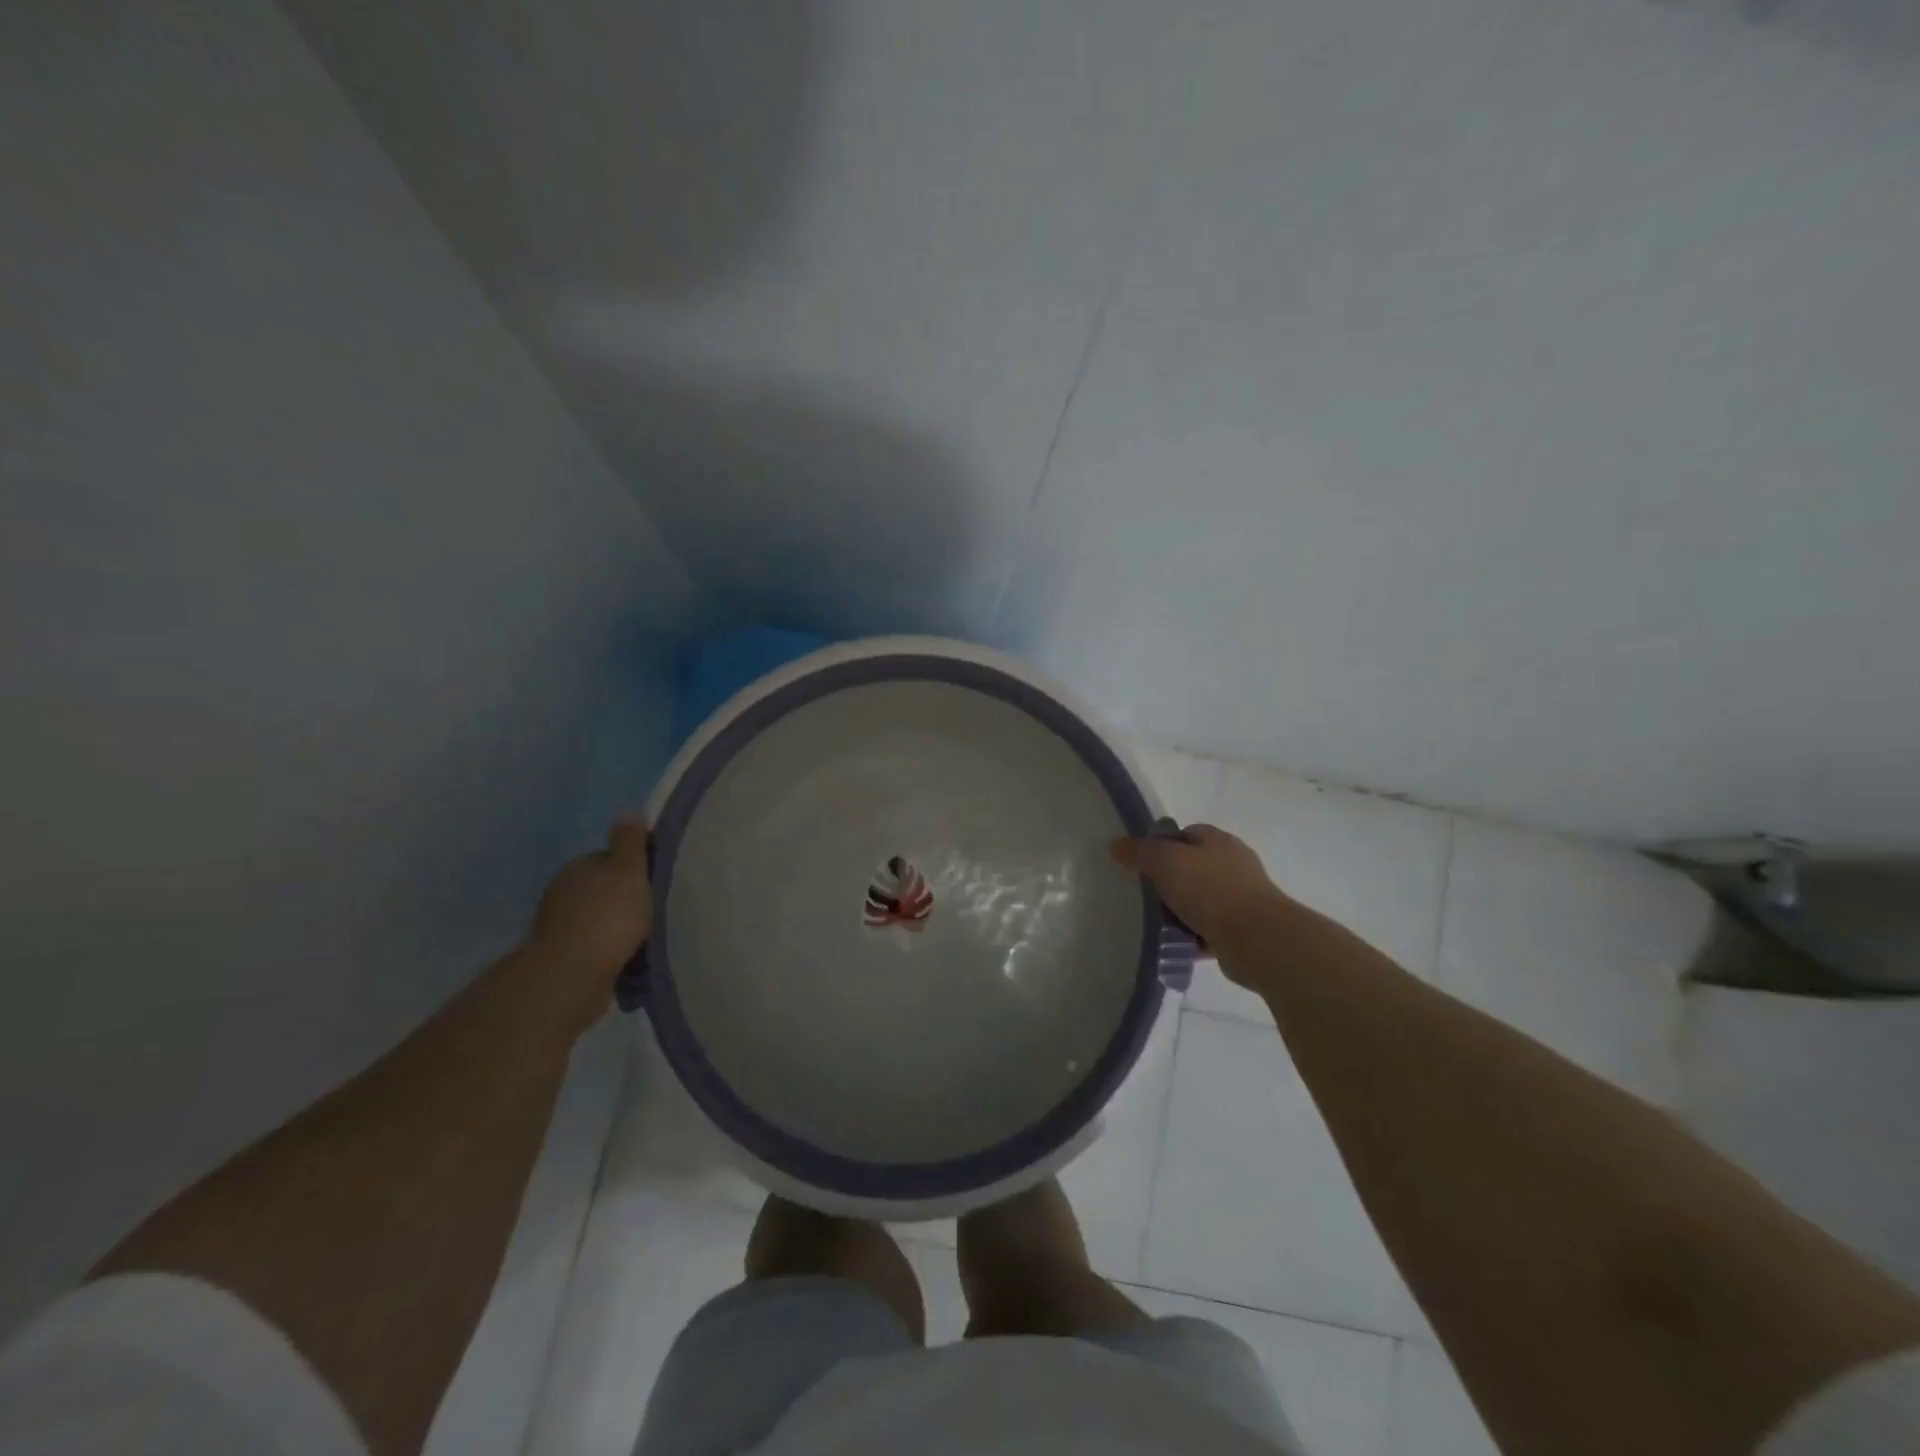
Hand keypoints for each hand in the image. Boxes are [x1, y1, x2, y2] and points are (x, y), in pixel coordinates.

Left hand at [528, 818, 652, 1022]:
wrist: (571, 975)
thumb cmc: (608, 916)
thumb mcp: (629, 871)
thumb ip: (630, 842)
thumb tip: (629, 812)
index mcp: (579, 867)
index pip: (609, 860)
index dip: (633, 870)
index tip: (653, 883)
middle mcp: (562, 892)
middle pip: (602, 890)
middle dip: (623, 900)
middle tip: (652, 912)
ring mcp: (557, 926)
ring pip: (596, 920)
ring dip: (615, 928)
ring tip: (644, 940)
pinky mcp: (560, 957)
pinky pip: (592, 947)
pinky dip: (607, 951)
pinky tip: (625, 960)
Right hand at [1111, 824, 1290, 978]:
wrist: (1256, 938)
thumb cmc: (1210, 889)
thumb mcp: (1165, 861)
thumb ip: (1139, 851)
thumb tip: (1116, 844)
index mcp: (1218, 840)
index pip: (1186, 833)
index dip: (1162, 845)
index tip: (1142, 864)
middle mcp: (1233, 864)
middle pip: (1191, 867)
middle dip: (1168, 882)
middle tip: (1144, 896)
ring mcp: (1241, 897)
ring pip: (1199, 900)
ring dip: (1179, 911)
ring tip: (1156, 924)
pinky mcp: (1242, 928)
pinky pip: (1208, 928)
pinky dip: (1192, 936)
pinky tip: (1175, 944)